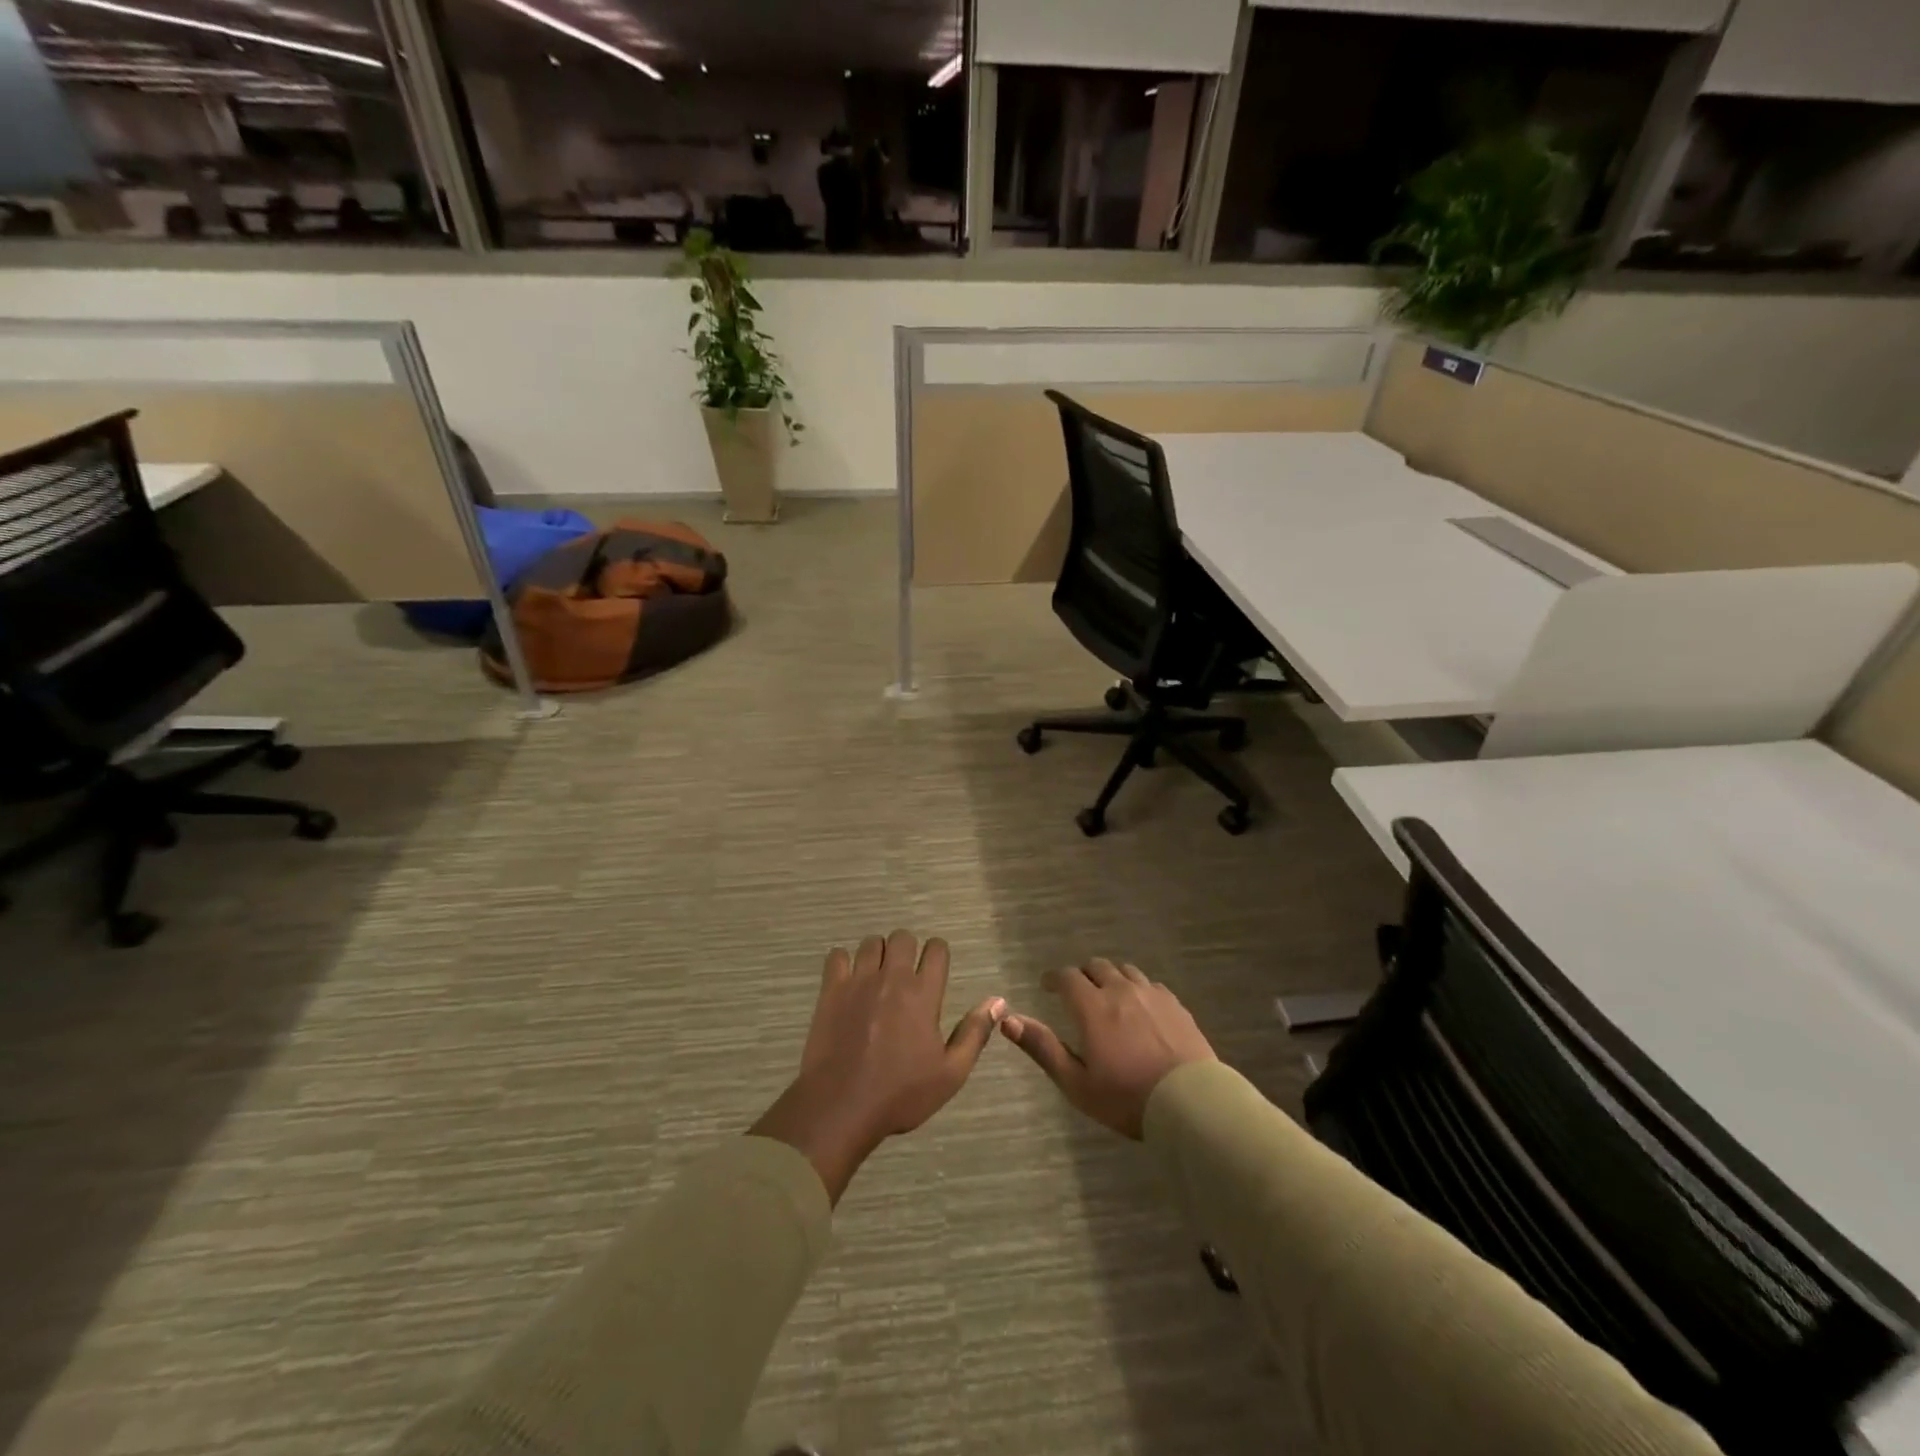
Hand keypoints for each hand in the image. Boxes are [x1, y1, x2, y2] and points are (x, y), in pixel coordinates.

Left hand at [750, 931, 1005, 1203]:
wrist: (841, 1106)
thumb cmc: (900, 1094)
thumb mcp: (950, 1073)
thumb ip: (974, 1033)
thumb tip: (998, 1002)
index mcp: (924, 994)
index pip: (936, 949)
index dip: (937, 954)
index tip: (934, 970)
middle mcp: (893, 977)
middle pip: (902, 938)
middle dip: (906, 950)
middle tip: (904, 975)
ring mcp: (859, 981)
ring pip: (871, 943)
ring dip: (877, 954)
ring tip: (876, 977)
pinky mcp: (831, 990)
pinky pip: (838, 956)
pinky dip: (844, 962)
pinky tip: (847, 982)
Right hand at [1001, 959, 1215, 1138]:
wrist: (1190, 1103)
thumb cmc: (1127, 1098)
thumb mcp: (1076, 1083)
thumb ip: (1042, 1048)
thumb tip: (1008, 1020)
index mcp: (1092, 1007)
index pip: (1066, 977)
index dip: (1053, 978)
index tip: (1047, 986)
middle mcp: (1120, 990)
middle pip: (1096, 966)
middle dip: (1082, 975)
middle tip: (1077, 993)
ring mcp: (1151, 995)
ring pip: (1124, 971)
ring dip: (1110, 978)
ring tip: (1109, 997)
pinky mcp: (1175, 1004)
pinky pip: (1150, 984)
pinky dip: (1137, 989)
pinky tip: (1140, 1007)